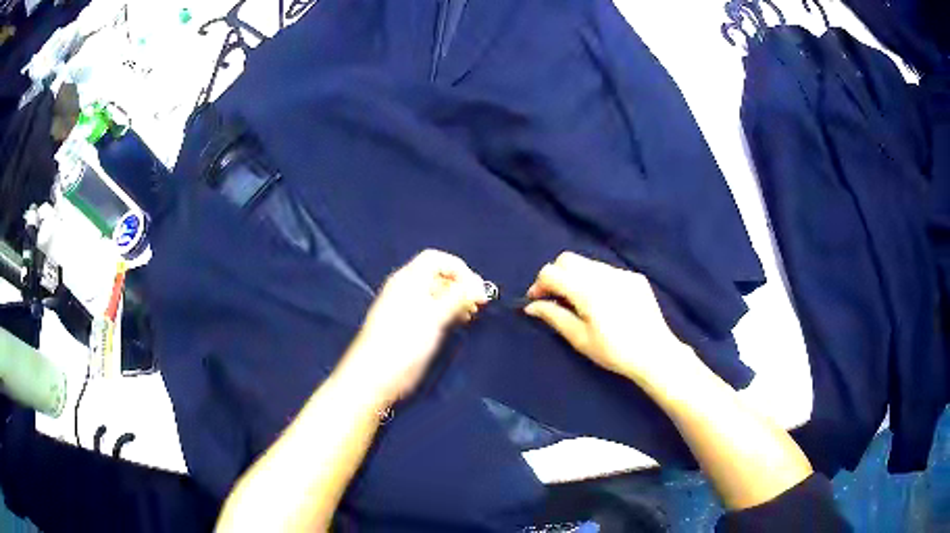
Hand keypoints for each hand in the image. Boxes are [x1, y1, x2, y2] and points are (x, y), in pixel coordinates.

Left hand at [338, 250, 487, 407]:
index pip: (436, 259)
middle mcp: (406, 289)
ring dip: (456, 300)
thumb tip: (479, 286)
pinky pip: (432, 309)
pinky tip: (458, 323)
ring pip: (436, 294)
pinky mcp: (408, 325)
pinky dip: (447, 312)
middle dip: (460, 285)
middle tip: (478, 304)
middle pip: (437, 275)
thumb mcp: (435, 317)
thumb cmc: (405, 342)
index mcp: (408, 279)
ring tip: (471, 315)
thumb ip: (458, 297)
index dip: (459, 269)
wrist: (376, 375)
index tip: (476, 288)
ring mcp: (406, 308)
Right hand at [524, 252, 695, 386]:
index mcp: (587, 291)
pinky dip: (596, 280)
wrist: (655, 354)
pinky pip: (607, 270)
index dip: (539, 284)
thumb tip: (531, 305)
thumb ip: (554, 316)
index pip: (551, 272)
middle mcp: (604, 274)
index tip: (537, 301)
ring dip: (576, 276)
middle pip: (567, 259)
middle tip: (556, 298)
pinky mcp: (635, 278)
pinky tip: (603, 302)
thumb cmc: (614, 352)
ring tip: (579, 301)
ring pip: (588, 263)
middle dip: (556, 275)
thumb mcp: (580, 339)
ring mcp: (622, 273)